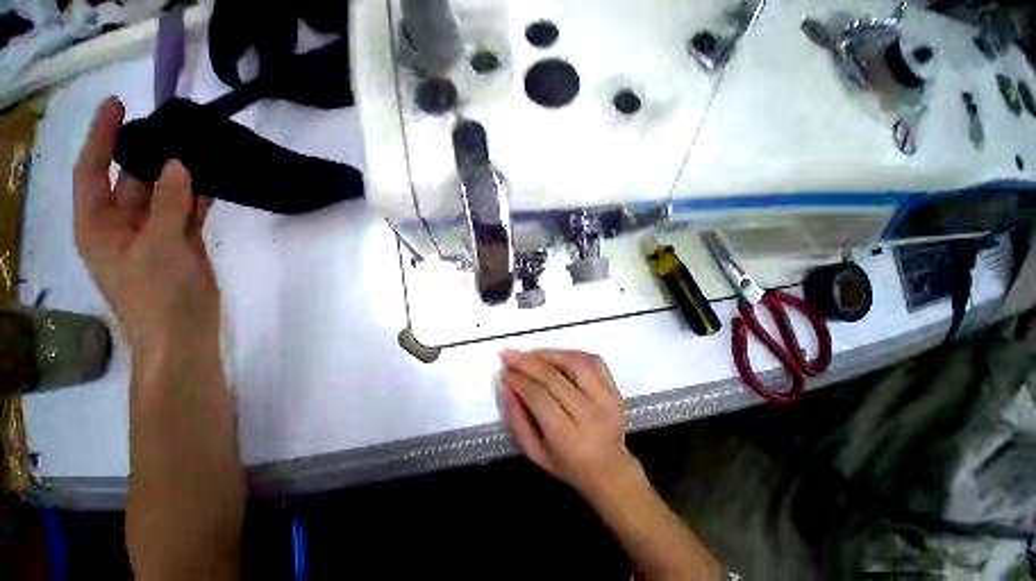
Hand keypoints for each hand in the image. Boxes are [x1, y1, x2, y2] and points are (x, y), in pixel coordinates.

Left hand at [74, 98, 218, 373]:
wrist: (183, 333)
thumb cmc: (156, 294)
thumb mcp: (157, 246)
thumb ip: (166, 203)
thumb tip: (177, 163)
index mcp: (98, 224)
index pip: (93, 169)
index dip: (102, 136)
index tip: (117, 105)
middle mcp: (121, 224)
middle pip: (131, 178)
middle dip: (148, 152)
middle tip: (172, 124)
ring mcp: (153, 233)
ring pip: (162, 193)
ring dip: (177, 173)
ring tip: (197, 146)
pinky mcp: (181, 243)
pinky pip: (186, 211)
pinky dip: (198, 196)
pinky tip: (213, 180)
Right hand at [499, 349, 640, 498]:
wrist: (610, 470)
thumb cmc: (568, 465)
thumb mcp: (535, 452)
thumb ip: (516, 418)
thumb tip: (505, 384)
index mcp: (568, 437)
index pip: (538, 397)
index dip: (518, 381)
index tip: (505, 372)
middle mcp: (590, 414)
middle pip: (554, 377)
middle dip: (527, 362)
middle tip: (509, 354)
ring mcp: (607, 399)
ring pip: (574, 363)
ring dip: (549, 353)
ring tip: (531, 353)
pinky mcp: (616, 388)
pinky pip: (593, 360)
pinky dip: (572, 353)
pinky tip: (557, 355)